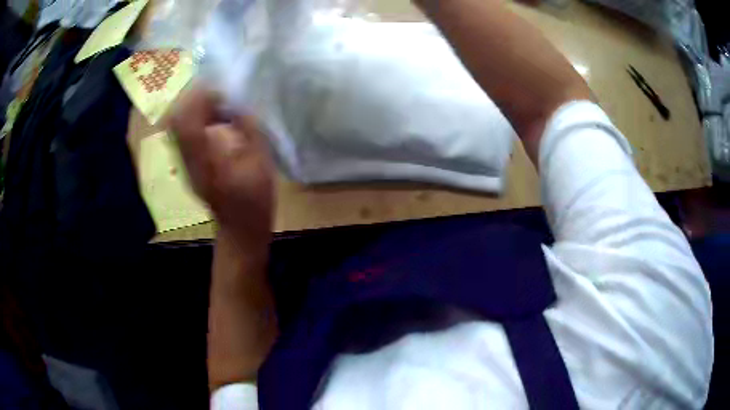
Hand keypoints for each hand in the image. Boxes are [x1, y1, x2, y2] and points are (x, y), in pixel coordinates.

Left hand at [169, 86, 274, 249]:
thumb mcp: (261, 162)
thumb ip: (249, 129)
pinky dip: (196, 120)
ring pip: (178, 125)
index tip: (219, 88)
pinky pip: (184, 133)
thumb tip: (240, 104)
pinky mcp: (188, 164)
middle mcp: (188, 158)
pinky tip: (215, 121)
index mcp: (205, 158)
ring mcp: (185, 162)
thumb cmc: (254, 198)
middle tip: (217, 94)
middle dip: (194, 99)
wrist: (240, 227)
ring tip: (218, 104)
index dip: (199, 98)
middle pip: (177, 119)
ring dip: (195, 108)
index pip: (188, 120)